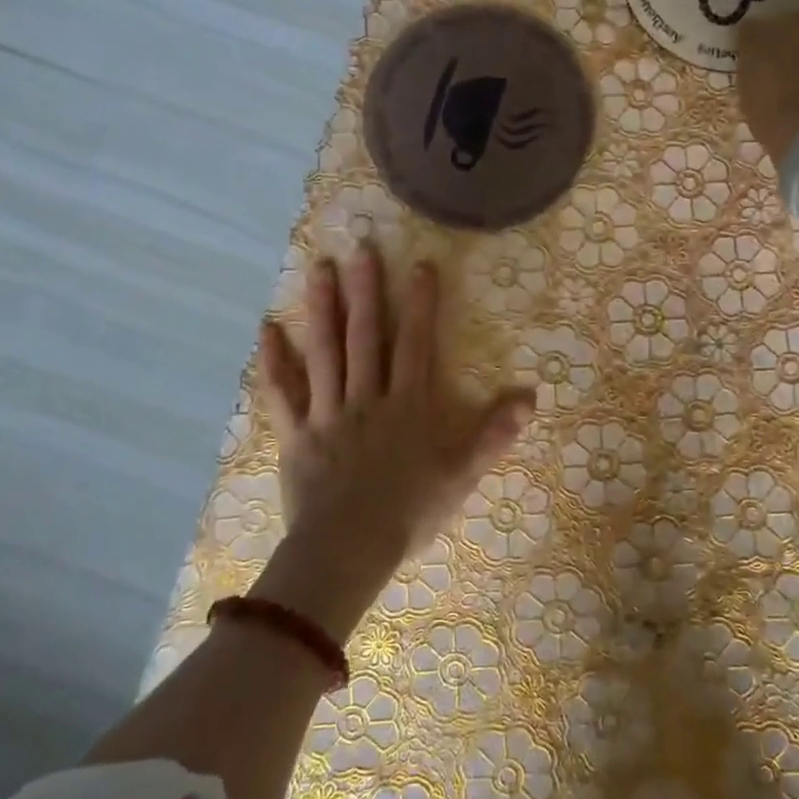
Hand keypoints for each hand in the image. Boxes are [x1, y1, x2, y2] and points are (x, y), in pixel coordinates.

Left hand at [251, 245, 534, 638]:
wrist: (348, 550)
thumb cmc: (410, 512)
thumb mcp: (462, 475)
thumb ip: (494, 433)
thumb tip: (531, 395)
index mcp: (407, 405)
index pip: (415, 344)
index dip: (420, 304)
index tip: (420, 265)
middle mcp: (367, 398)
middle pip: (365, 336)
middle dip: (365, 290)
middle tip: (360, 248)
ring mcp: (328, 413)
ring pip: (325, 352)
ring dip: (322, 308)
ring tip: (319, 268)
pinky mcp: (297, 435)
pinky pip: (282, 394)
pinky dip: (273, 362)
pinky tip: (267, 329)